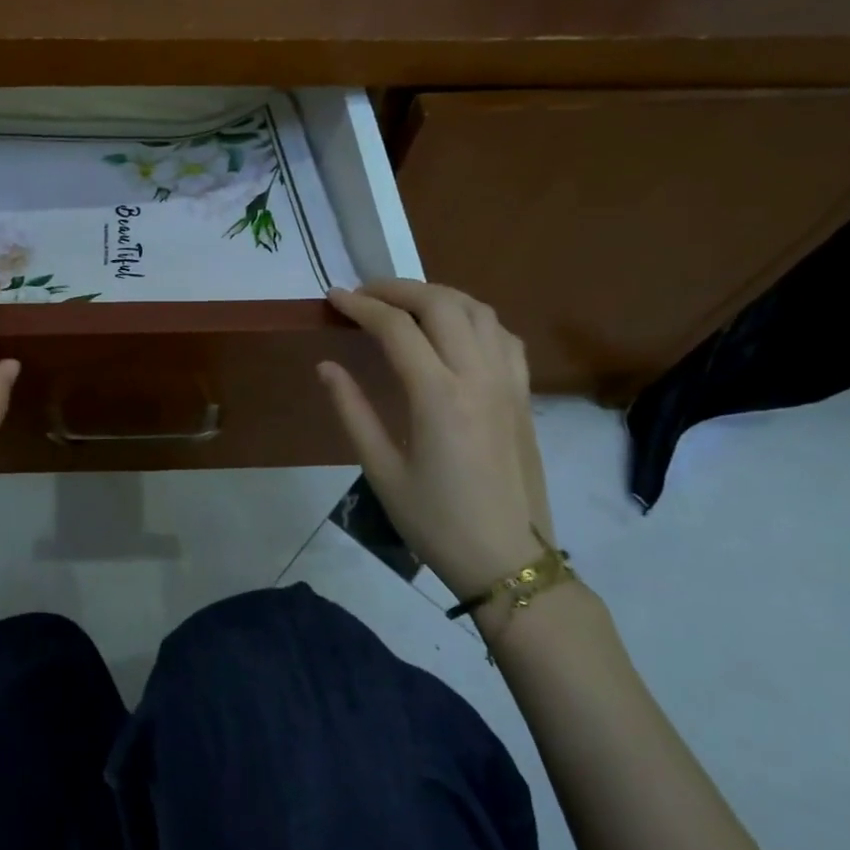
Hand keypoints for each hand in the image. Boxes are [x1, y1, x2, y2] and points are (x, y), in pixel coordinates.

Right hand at [318, 280, 550, 598]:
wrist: (507, 560)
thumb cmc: (435, 522)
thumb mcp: (381, 471)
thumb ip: (352, 411)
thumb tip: (326, 367)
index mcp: (438, 396)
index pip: (396, 328)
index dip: (360, 306)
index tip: (333, 297)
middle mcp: (478, 377)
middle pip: (441, 304)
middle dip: (398, 288)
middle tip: (364, 293)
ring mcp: (508, 383)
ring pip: (478, 310)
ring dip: (438, 295)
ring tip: (404, 303)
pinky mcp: (523, 395)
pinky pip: (503, 335)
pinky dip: (473, 317)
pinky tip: (453, 330)